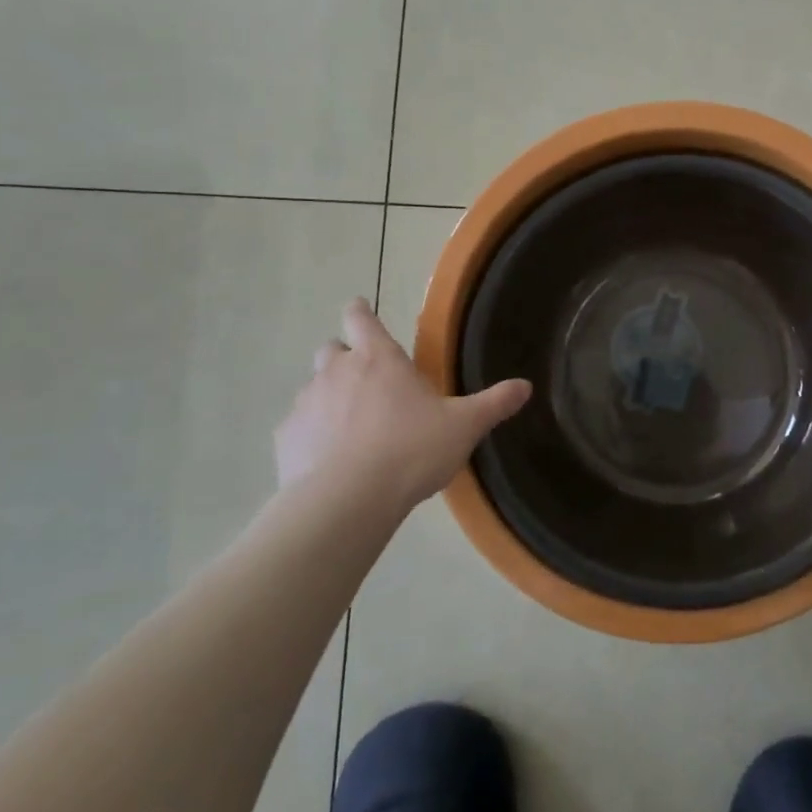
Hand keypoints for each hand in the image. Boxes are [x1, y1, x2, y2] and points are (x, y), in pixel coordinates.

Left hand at [274, 299, 530, 512]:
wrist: (347, 501)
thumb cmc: (410, 450)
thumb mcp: (464, 426)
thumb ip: (494, 403)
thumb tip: (525, 386)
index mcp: (379, 359)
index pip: (361, 317)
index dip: (360, 312)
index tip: (360, 310)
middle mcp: (337, 371)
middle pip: (331, 349)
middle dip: (344, 358)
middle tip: (367, 382)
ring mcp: (306, 404)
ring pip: (313, 388)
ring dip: (328, 399)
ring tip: (350, 429)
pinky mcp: (286, 439)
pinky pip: (298, 428)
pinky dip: (311, 436)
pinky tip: (328, 461)